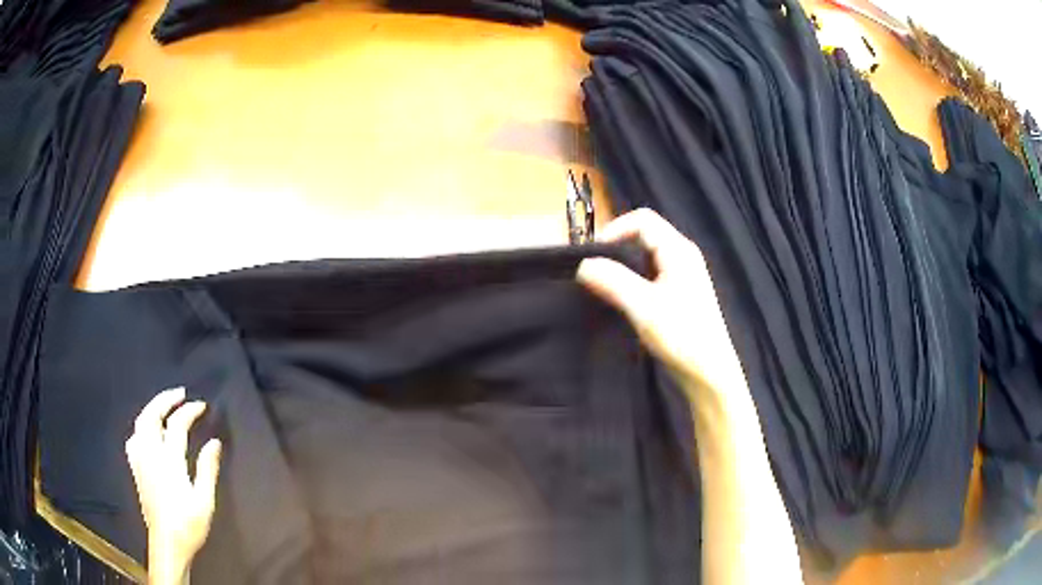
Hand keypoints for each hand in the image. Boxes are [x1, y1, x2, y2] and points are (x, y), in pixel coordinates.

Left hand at [125, 387, 221, 584]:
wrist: (167, 543)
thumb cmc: (189, 525)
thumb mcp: (205, 501)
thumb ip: (208, 469)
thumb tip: (214, 442)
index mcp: (169, 460)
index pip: (177, 425)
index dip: (189, 411)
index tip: (202, 405)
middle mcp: (150, 454)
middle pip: (151, 416)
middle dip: (165, 400)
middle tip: (179, 393)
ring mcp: (140, 461)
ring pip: (140, 424)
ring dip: (152, 409)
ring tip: (164, 407)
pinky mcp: (136, 469)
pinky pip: (134, 439)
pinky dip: (142, 428)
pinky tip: (148, 434)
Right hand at [577, 209, 744, 393]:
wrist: (708, 372)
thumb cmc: (681, 335)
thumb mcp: (643, 306)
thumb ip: (612, 281)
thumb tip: (582, 265)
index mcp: (678, 250)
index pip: (642, 220)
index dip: (614, 229)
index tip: (593, 255)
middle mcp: (682, 255)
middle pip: (644, 234)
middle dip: (617, 247)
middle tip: (595, 271)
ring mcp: (683, 274)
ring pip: (646, 255)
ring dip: (624, 265)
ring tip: (605, 286)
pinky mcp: (680, 293)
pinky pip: (651, 273)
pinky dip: (633, 279)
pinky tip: (624, 299)